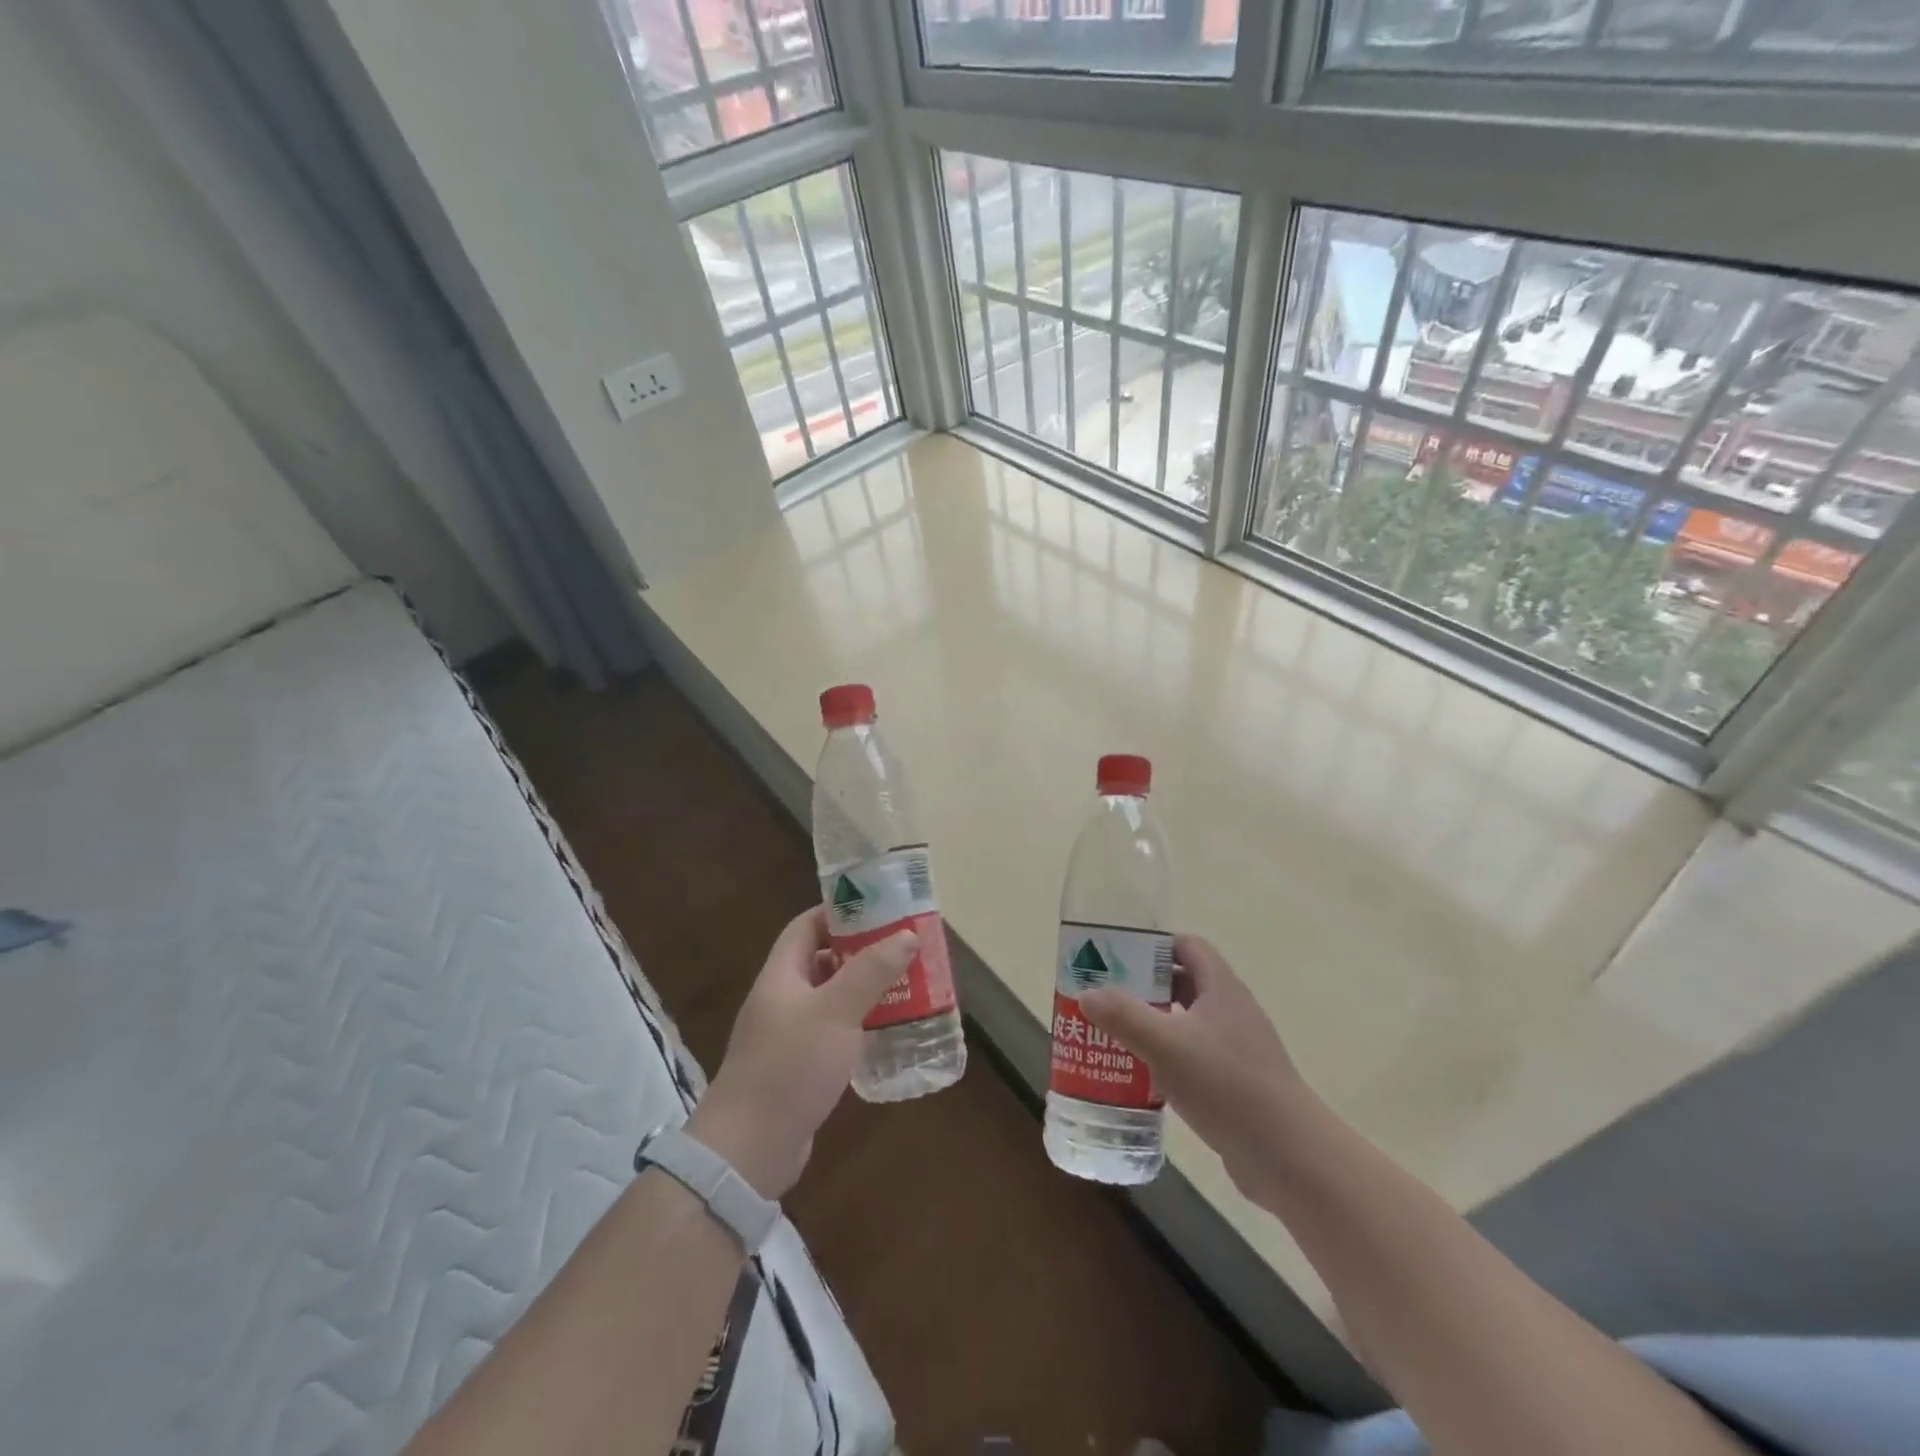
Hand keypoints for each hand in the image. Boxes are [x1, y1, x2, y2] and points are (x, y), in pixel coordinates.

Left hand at [688, 906, 916, 1199]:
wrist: (748, 1150)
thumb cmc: (790, 1066)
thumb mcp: (836, 1011)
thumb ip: (871, 971)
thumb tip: (906, 934)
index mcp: (781, 974)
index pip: (806, 926)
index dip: (839, 912)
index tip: (880, 909)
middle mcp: (782, 999)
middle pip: (822, 961)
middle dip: (862, 952)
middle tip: (904, 949)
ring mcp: (788, 1036)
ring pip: (832, 999)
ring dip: (865, 991)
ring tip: (907, 986)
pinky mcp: (799, 1068)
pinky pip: (834, 1034)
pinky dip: (860, 1027)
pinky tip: (889, 1033)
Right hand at [1079, 934, 1307, 1204]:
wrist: (1289, 1157)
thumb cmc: (1227, 1085)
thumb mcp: (1166, 1045)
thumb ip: (1124, 1016)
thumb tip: (1087, 993)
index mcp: (1221, 988)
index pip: (1187, 946)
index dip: (1153, 946)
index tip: (1118, 956)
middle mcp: (1232, 1011)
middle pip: (1184, 984)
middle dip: (1145, 987)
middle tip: (1107, 996)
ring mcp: (1238, 1049)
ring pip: (1188, 1023)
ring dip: (1154, 1025)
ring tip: (1115, 1035)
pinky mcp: (1238, 1083)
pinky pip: (1195, 1058)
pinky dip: (1168, 1059)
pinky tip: (1143, 1077)